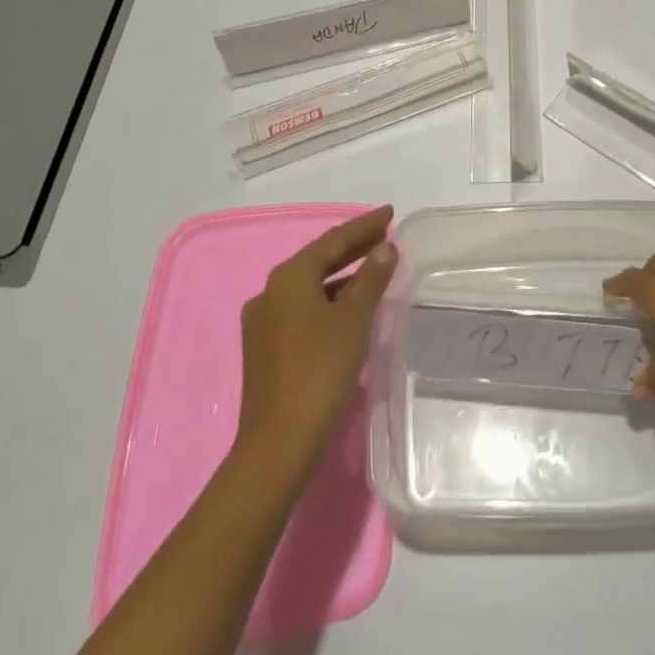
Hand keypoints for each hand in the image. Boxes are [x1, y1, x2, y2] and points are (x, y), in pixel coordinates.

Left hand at [236, 205, 397, 470]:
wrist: (278, 441)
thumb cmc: (320, 369)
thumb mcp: (353, 318)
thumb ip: (371, 278)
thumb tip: (385, 247)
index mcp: (289, 277)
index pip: (333, 240)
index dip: (364, 225)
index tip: (390, 213)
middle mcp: (270, 291)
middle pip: (319, 260)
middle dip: (353, 247)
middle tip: (385, 235)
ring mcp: (263, 321)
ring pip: (310, 286)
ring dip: (342, 275)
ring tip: (374, 269)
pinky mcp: (264, 347)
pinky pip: (302, 308)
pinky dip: (328, 299)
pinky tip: (348, 308)